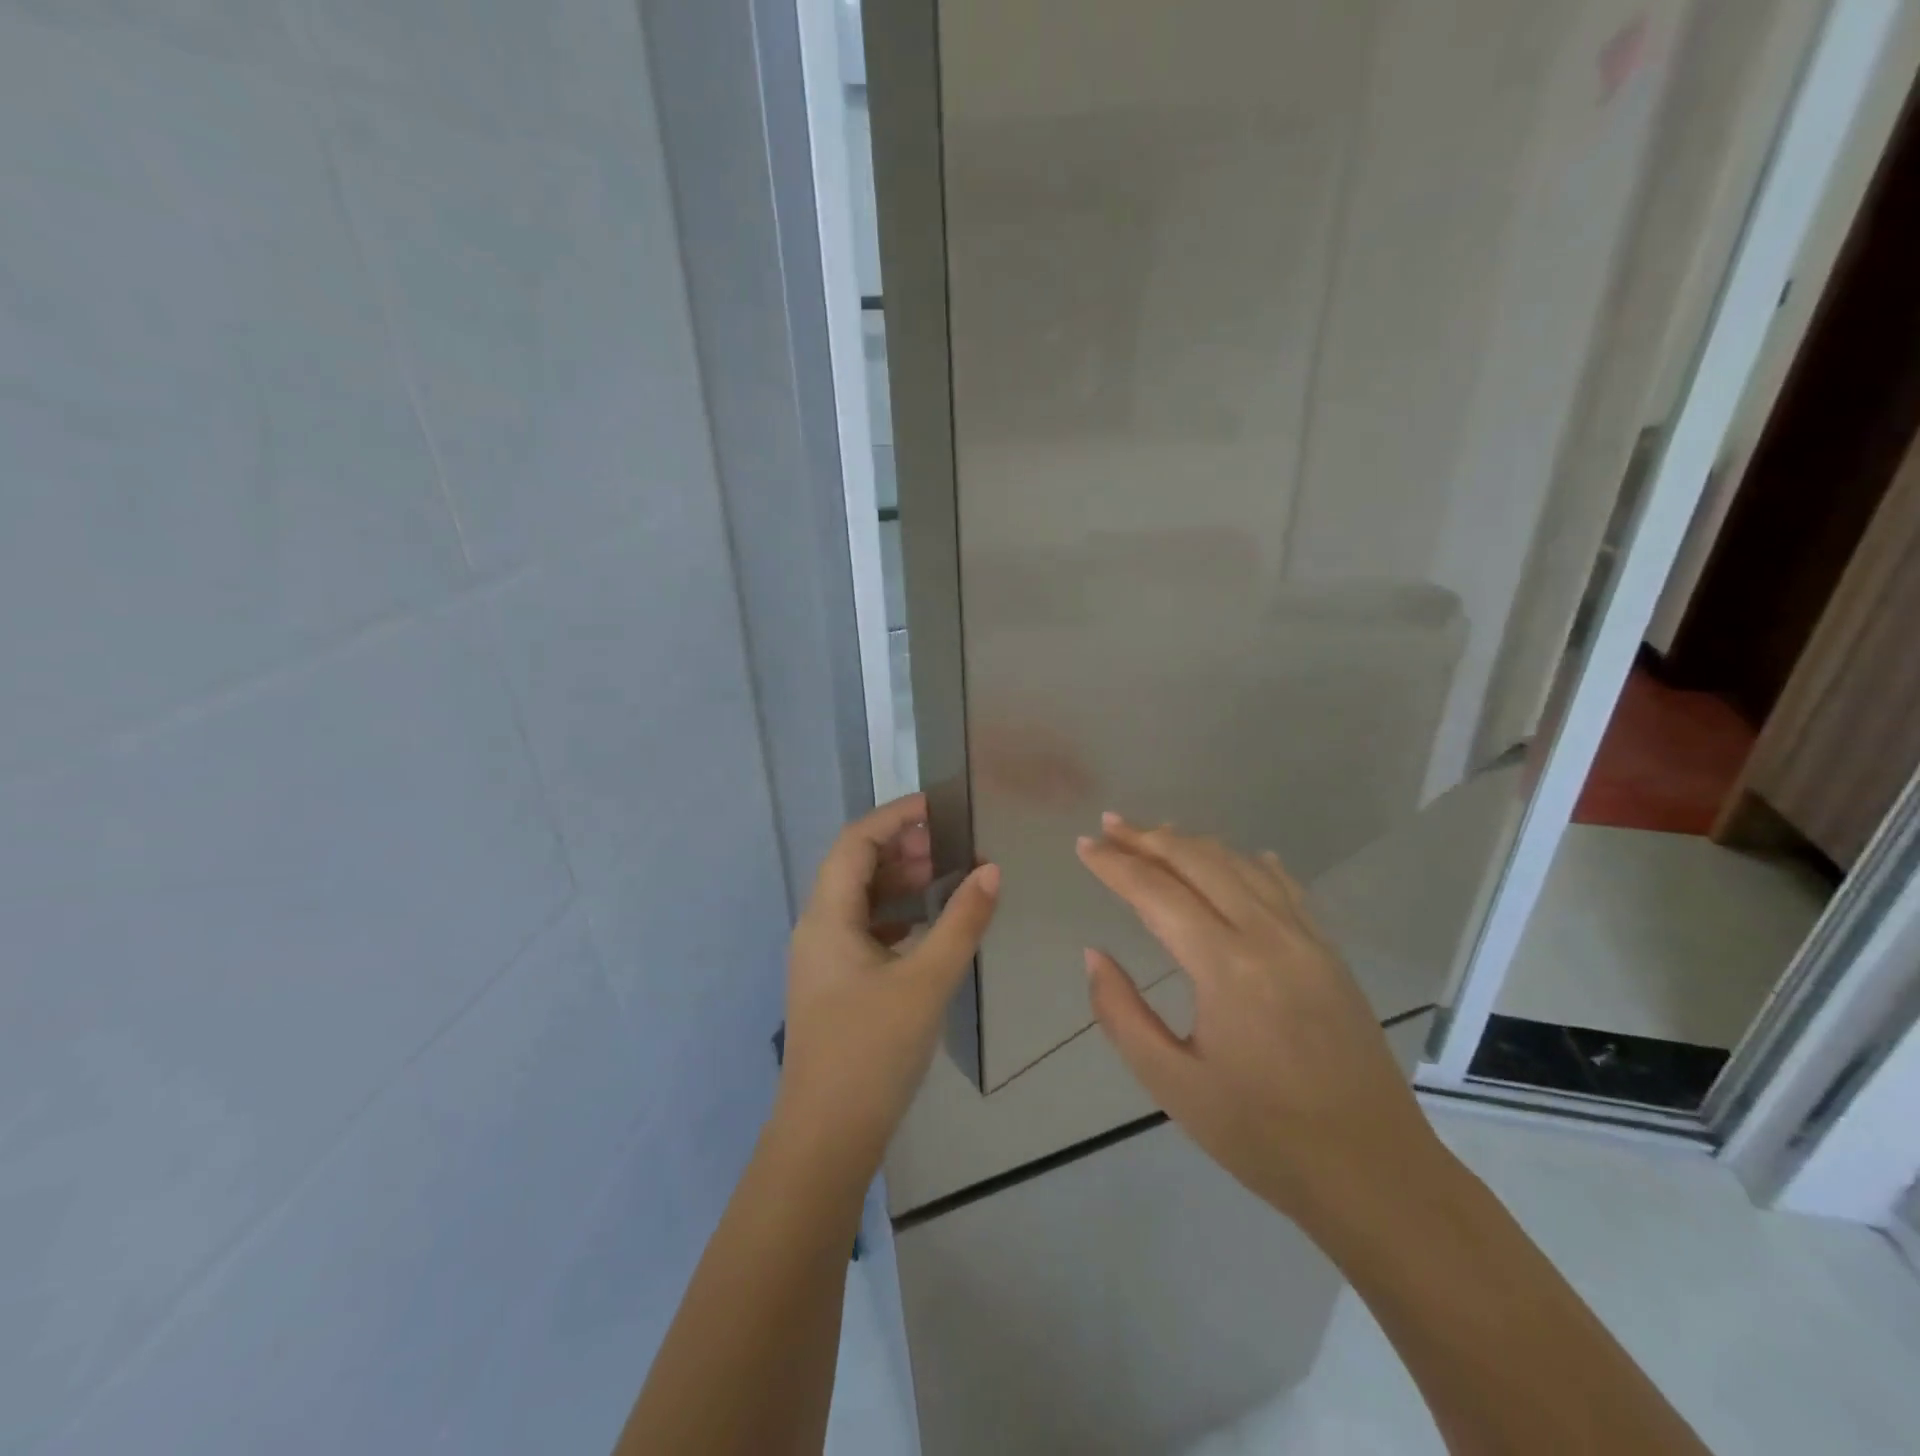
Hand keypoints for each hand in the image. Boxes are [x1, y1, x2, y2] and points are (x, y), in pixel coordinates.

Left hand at [775, 794, 999, 1178]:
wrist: (826, 1137)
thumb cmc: (873, 1051)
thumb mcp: (926, 981)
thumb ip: (961, 922)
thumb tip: (992, 870)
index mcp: (827, 917)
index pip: (854, 843)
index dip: (893, 817)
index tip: (937, 807)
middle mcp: (816, 929)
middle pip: (853, 867)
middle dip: (899, 848)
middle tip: (949, 847)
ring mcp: (822, 959)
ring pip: (858, 900)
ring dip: (898, 883)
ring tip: (944, 879)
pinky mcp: (834, 985)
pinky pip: (863, 930)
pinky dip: (895, 916)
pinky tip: (927, 928)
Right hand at [1075, 813, 1435, 1217]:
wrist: (1376, 1173)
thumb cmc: (1263, 1136)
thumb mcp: (1173, 1084)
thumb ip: (1122, 1014)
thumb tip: (1094, 954)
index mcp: (1226, 967)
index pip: (1157, 892)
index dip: (1116, 864)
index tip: (1084, 845)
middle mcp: (1268, 935)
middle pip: (1199, 861)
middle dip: (1148, 838)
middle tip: (1109, 825)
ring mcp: (1307, 939)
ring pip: (1241, 865)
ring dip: (1193, 844)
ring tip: (1156, 834)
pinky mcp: (1330, 952)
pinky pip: (1284, 886)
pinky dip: (1248, 863)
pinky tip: (1237, 859)